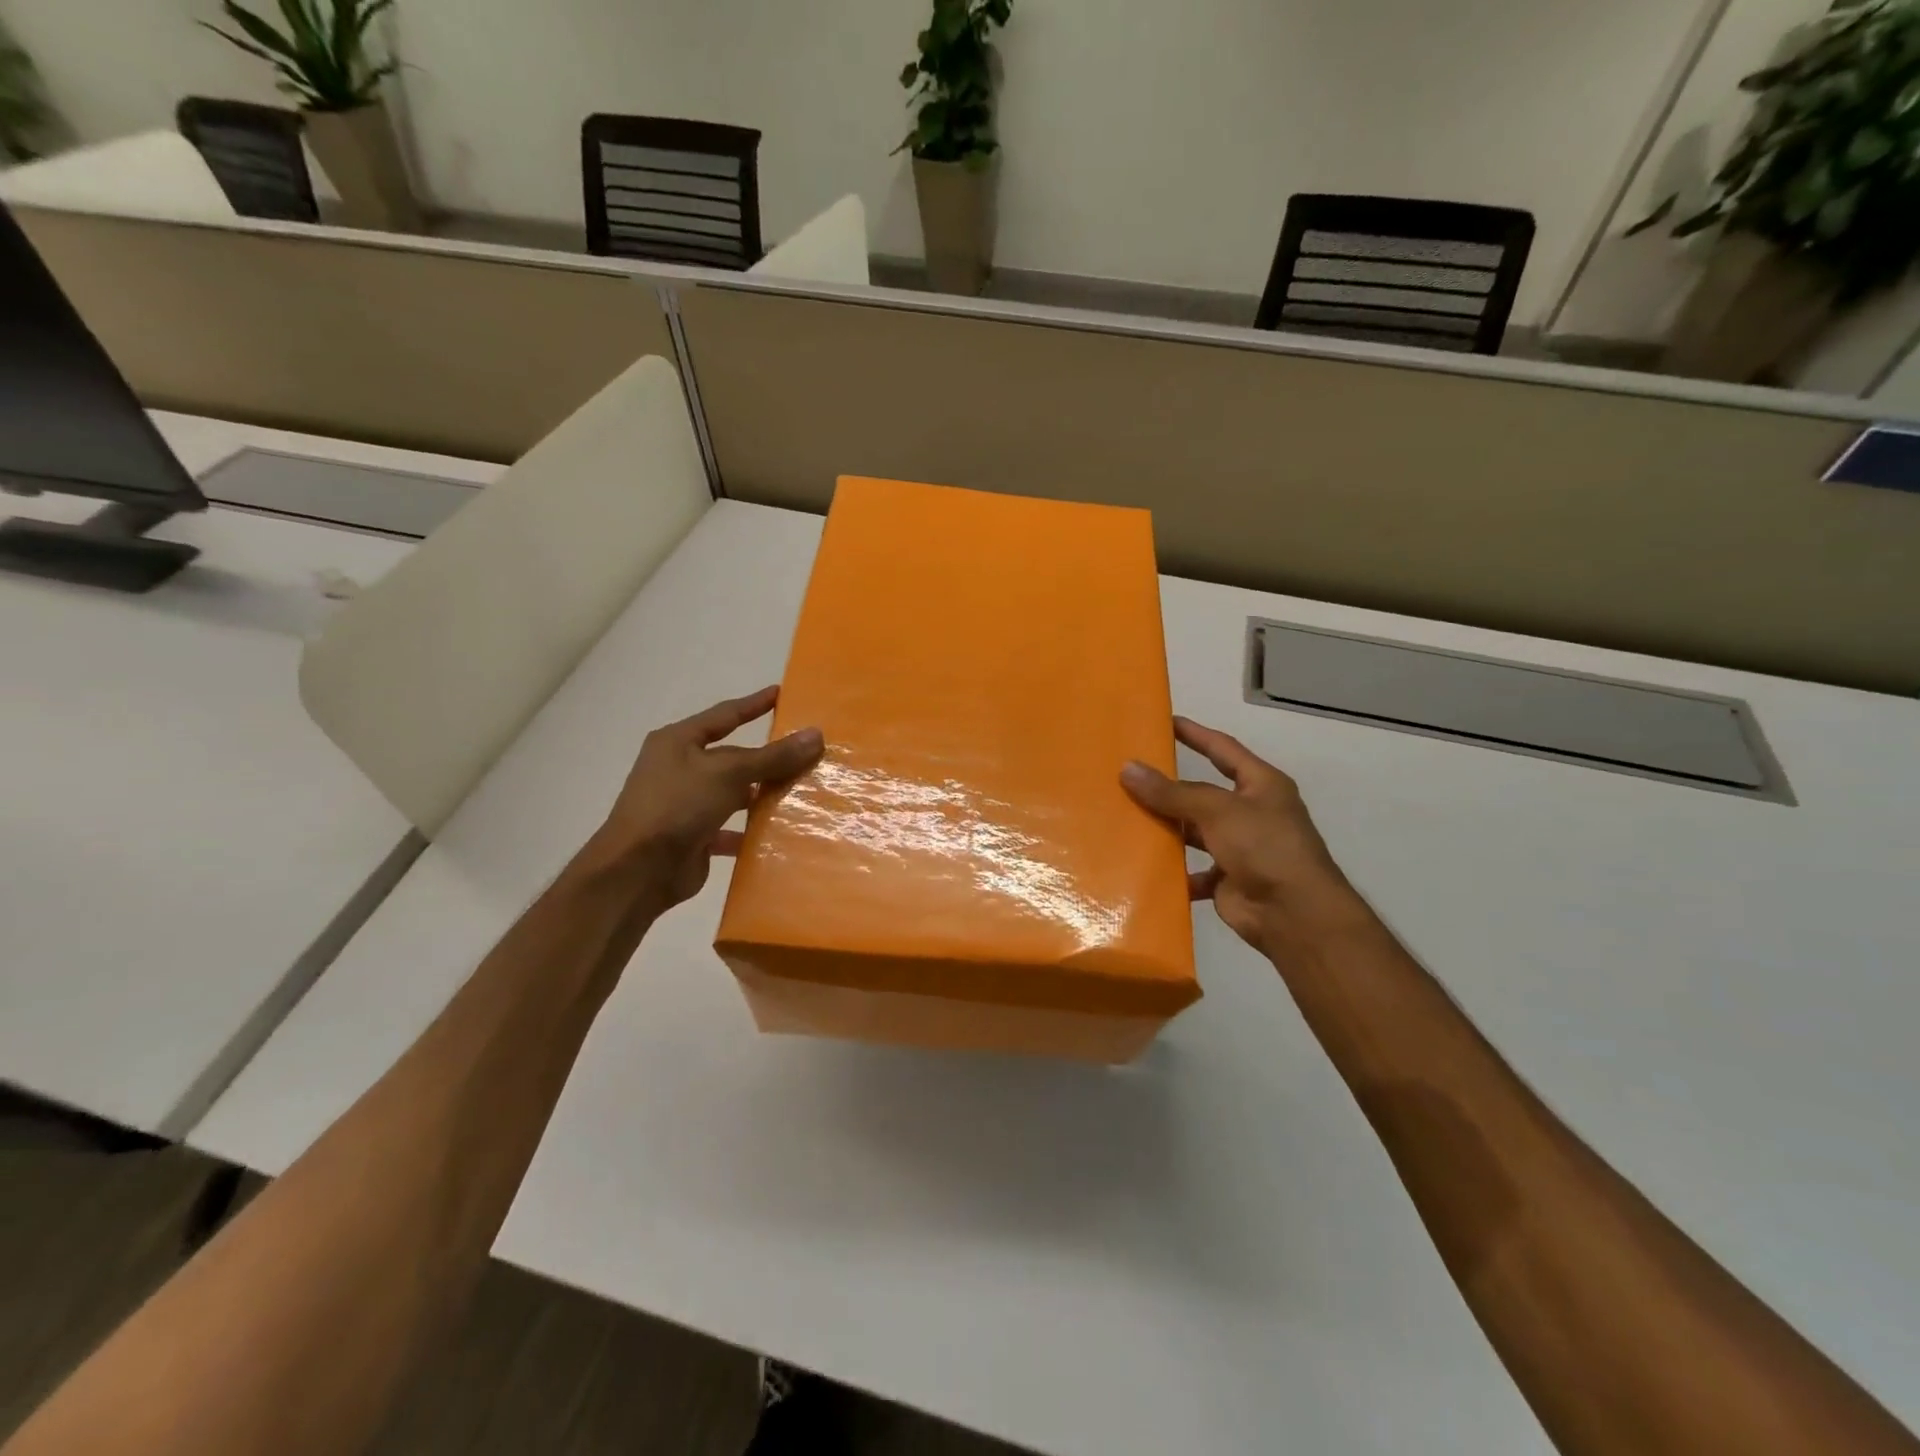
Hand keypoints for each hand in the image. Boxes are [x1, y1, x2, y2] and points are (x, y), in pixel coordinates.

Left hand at [589, 686, 824, 912]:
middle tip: (807, 751)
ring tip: (803, 791)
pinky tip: (781, 832)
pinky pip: (731, 828)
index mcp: (678, 742)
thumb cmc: (677, 805)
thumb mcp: (728, 773)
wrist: (637, 871)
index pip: (724, 715)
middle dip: (767, 757)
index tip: (781, 694)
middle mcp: (680, 769)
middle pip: (733, 757)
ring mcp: (686, 804)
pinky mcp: (694, 837)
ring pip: (734, 793)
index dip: (754, 704)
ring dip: (763, 794)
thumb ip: (773, 756)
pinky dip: (752, 830)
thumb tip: (816, 735)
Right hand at [1121, 717, 1360, 956]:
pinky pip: (1193, 871)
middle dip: (1169, 788)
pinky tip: (1144, 866)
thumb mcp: (1217, 810)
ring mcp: (1240, 848)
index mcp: (1261, 785)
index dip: (1195, 734)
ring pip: (1194, 832)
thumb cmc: (1264, 847)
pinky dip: (1173, 872)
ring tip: (1126, 819)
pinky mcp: (1227, 880)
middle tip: (1128, 775)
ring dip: (1167, 829)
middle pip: (1203, 793)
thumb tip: (1127, 769)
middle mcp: (1251, 813)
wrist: (1294, 914)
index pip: (1223, 749)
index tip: (1164, 722)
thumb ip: (1172, 793)